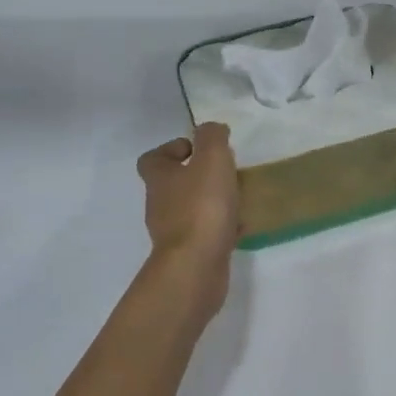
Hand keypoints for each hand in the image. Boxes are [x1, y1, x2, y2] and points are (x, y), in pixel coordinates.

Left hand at [137, 122, 239, 299]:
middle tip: (225, 172)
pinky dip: (220, 227)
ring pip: (191, 209)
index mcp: (159, 177)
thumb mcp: (212, 158)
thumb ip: (212, 137)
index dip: (173, 149)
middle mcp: (159, 204)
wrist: (196, 267)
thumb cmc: (202, 206)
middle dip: (198, 176)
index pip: (153, 158)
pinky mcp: (188, 254)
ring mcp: (172, 232)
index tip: (198, 150)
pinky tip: (241, 226)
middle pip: (174, 183)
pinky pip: (205, 233)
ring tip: (238, 197)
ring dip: (211, 201)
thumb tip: (211, 129)